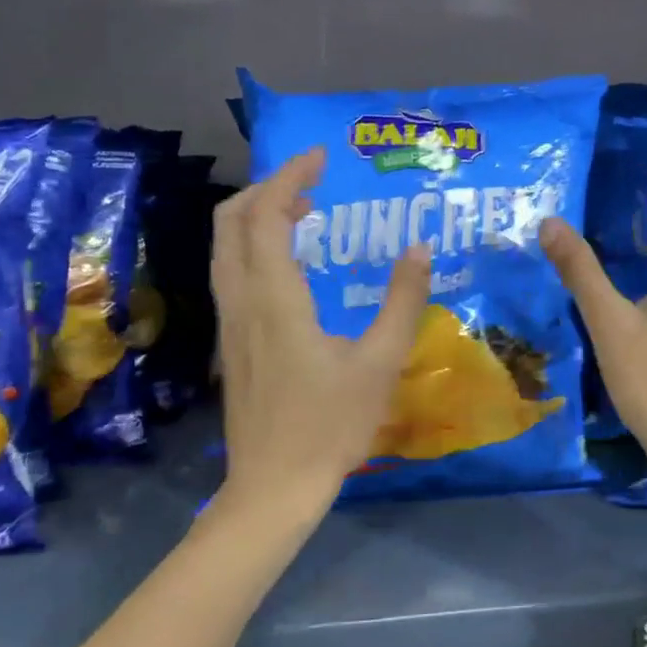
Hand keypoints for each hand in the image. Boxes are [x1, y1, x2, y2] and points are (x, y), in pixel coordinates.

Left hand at [211, 147, 430, 519]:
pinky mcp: (232, 343)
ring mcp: (230, 324)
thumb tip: (420, 248)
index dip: (290, 178)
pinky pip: (234, 274)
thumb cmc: (329, 426)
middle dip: (266, 188)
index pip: (266, 216)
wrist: (273, 487)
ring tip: (305, 211)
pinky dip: (256, 247)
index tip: (322, 158)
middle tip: (311, 180)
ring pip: (226, 249)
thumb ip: (403, 301)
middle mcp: (241, 302)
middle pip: (231, 223)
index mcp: (274, 299)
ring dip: (258, 217)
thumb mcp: (380, 363)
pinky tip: (294, 266)